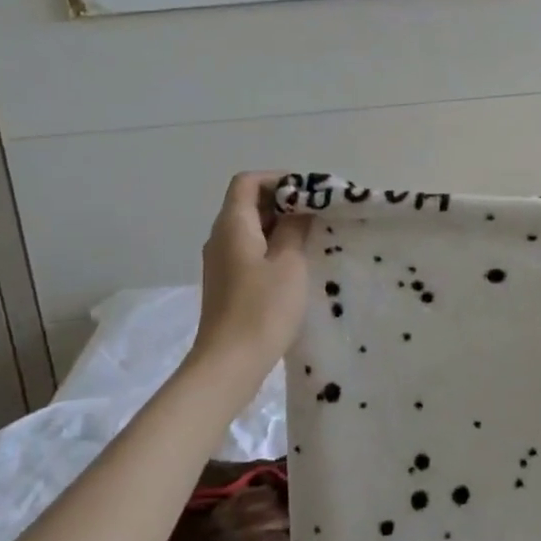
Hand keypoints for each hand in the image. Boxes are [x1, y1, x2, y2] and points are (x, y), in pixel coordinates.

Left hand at [188, 173, 310, 378]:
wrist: (230, 362)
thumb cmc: (262, 309)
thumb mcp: (289, 263)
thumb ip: (295, 229)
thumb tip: (300, 208)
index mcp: (232, 225)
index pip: (248, 182)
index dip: (278, 179)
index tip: (310, 192)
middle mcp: (220, 238)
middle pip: (249, 203)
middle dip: (285, 202)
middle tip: (320, 214)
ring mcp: (222, 262)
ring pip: (252, 229)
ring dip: (281, 227)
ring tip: (314, 237)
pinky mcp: (228, 283)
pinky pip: (251, 251)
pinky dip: (273, 248)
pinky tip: (297, 264)